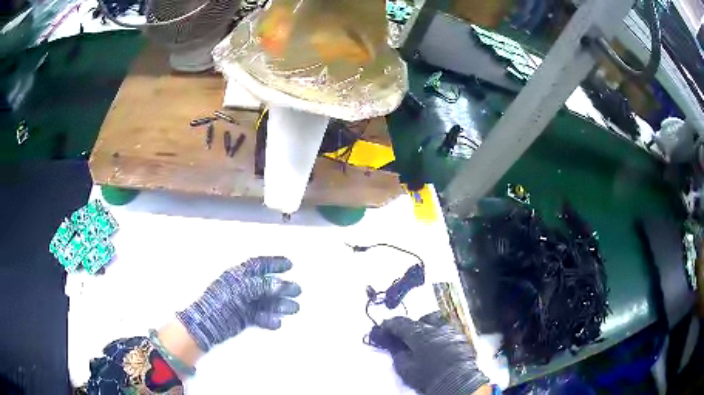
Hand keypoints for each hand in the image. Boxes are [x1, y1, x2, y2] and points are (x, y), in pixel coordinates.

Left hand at [177, 256, 300, 351]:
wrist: (207, 323)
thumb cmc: (221, 301)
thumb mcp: (240, 289)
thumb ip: (260, 286)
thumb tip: (279, 284)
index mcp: (238, 276)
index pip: (258, 265)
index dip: (273, 263)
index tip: (289, 264)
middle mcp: (242, 288)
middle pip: (266, 284)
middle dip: (282, 286)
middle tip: (297, 290)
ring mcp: (244, 303)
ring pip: (266, 302)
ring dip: (280, 304)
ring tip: (295, 308)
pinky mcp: (244, 318)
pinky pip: (260, 316)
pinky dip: (269, 319)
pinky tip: (277, 322)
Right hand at [382, 313, 488, 394]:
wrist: (456, 381)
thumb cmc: (428, 376)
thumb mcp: (405, 368)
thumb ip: (398, 354)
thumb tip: (395, 347)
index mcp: (419, 333)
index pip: (400, 323)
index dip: (390, 325)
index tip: (383, 327)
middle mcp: (436, 327)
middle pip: (420, 320)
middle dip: (411, 326)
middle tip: (404, 336)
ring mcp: (450, 331)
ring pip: (436, 322)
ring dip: (427, 329)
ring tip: (422, 340)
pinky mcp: (460, 338)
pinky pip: (446, 331)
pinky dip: (438, 335)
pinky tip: (436, 345)